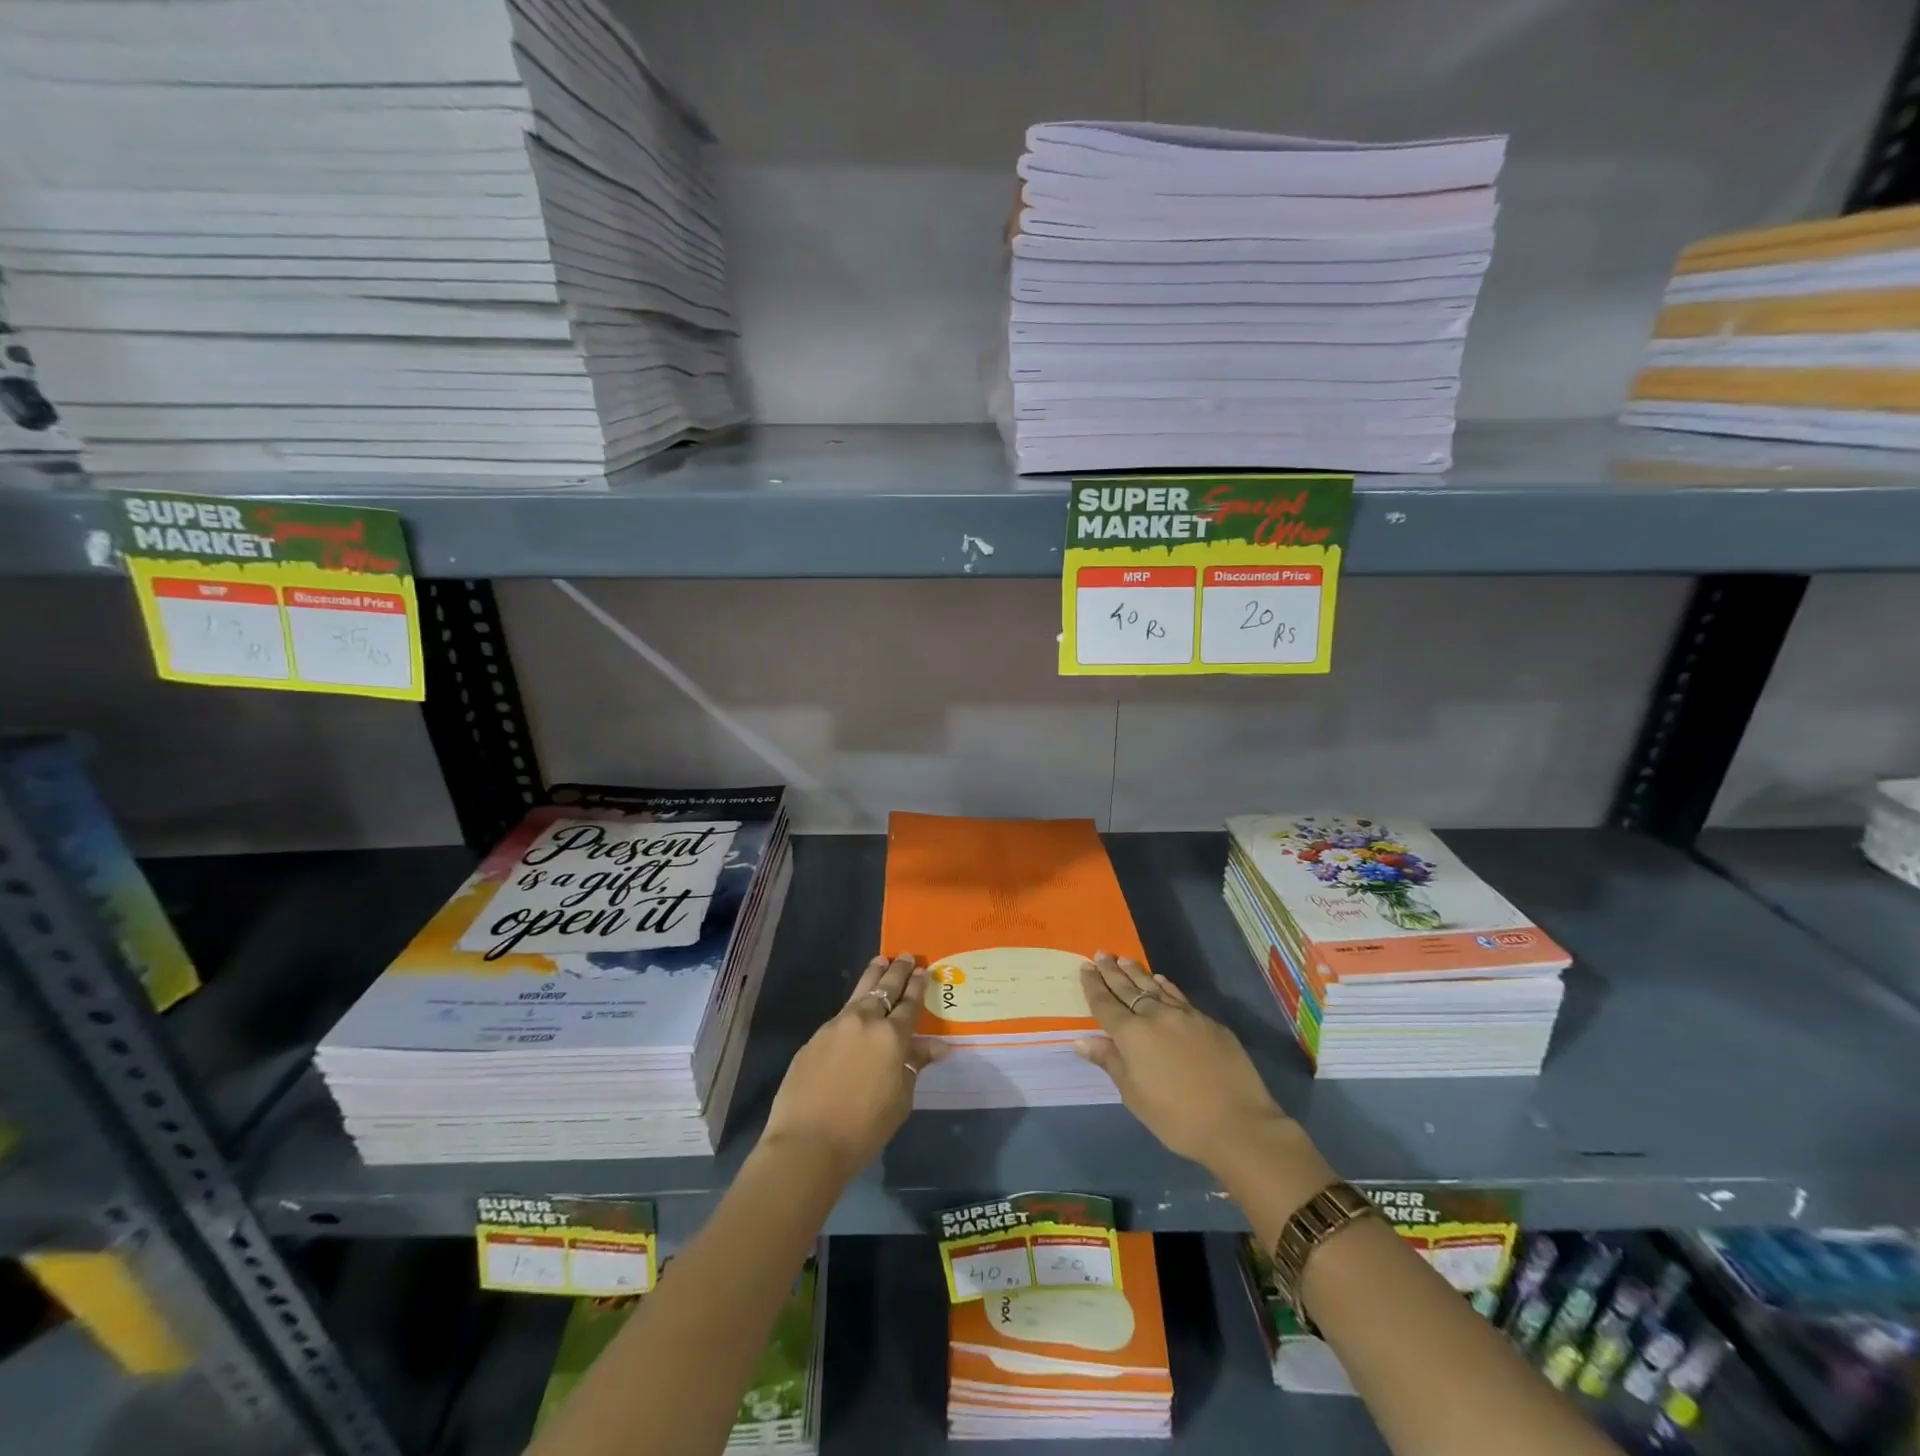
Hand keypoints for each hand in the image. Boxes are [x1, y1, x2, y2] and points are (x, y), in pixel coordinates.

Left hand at [761, 954, 943, 1177]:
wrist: (807, 1142)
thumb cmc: (864, 1128)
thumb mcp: (900, 1100)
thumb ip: (914, 1065)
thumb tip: (938, 1046)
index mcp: (892, 1036)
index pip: (910, 1003)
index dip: (918, 986)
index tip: (923, 970)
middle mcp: (866, 1021)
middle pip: (885, 987)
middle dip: (898, 971)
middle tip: (906, 956)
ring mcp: (837, 1026)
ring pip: (860, 992)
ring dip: (873, 975)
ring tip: (881, 961)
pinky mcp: (815, 1037)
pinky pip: (841, 1014)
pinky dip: (854, 1004)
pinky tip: (856, 1008)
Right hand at [1074, 952, 1294, 1176]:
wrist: (1237, 1124)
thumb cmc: (1176, 1118)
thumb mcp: (1134, 1096)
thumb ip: (1110, 1062)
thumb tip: (1082, 1040)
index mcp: (1131, 1034)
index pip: (1105, 1004)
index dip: (1093, 985)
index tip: (1085, 967)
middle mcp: (1155, 1016)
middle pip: (1128, 989)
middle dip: (1112, 972)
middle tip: (1100, 954)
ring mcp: (1184, 1015)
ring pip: (1154, 987)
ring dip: (1137, 973)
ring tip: (1124, 959)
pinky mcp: (1208, 1022)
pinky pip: (1178, 996)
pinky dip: (1165, 986)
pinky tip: (1160, 980)